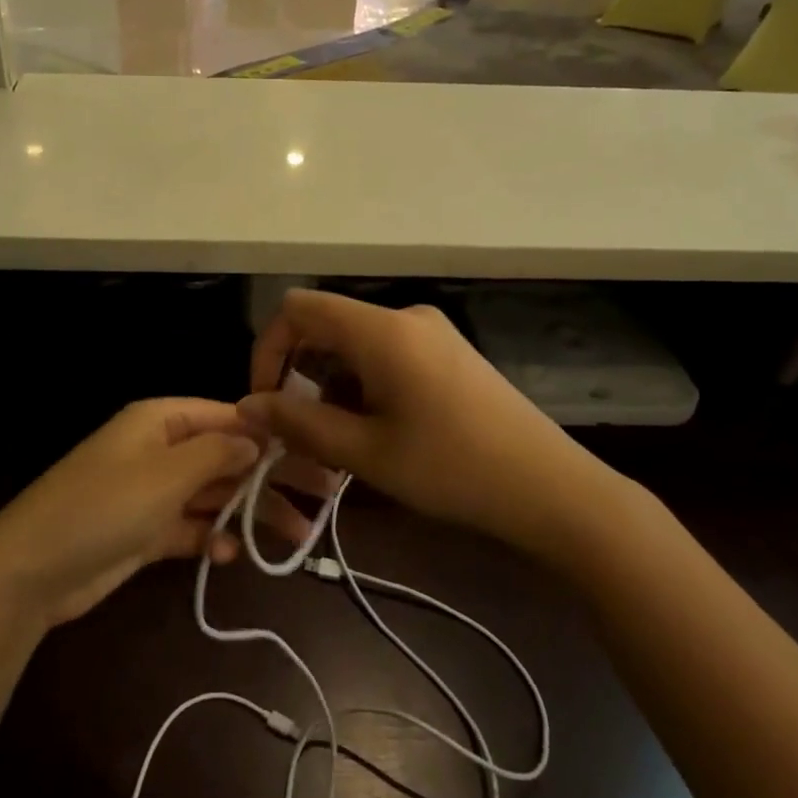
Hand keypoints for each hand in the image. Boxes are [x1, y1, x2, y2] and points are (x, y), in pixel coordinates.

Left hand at [0, 399, 309, 628]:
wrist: (33, 570)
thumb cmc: (104, 506)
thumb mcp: (166, 474)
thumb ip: (217, 452)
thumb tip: (257, 437)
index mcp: (161, 421)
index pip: (227, 416)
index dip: (270, 433)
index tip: (313, 452)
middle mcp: (160, 450)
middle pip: (226, 456)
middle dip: (270, 477)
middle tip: (321, 498)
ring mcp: (152, 492)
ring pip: (214, 495)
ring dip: (250, 512)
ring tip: (295, 535)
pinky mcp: (146, 531)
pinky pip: (191, 527)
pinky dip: (212, 536)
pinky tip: (231, 554)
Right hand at [238, 290, 624, 549]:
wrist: (550, 488)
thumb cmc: (452, 469)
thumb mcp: (365, 453)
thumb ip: (299, 423)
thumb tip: (247, 405)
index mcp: (381, 330)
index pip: (298, 309)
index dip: (268, 349)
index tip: (267, 401)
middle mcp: (404, 316)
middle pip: (326, 326)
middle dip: (300, 374)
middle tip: (302, 433)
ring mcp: (431, 332)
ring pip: (355, 344)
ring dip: (332, 385)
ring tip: (340, 443)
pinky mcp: (448, 352)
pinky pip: (386, 354)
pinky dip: (363, 384)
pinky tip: (376, 431)